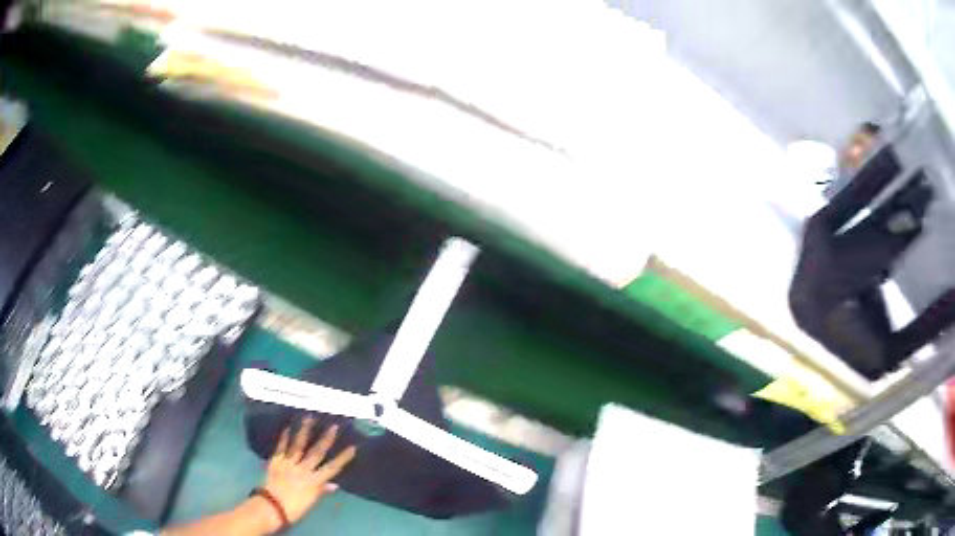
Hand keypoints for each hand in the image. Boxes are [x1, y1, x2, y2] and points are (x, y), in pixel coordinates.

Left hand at [259, 418, 356, 529]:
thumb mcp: (311, 501)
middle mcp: (303, 469)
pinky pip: (281, 446)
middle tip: (333, 426)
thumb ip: (321, 490)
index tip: (352, 447)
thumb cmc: (294, 508)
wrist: (272, 506)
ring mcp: (289, 463)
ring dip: (304, 430)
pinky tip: (287, 427)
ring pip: (298, 444)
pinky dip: (284, 437)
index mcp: (314, 481)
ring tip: (309, 417)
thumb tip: (334, 485)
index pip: (332, 468)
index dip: (343, 458)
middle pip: (316, 452)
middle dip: (326, 439)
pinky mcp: (276, 460)